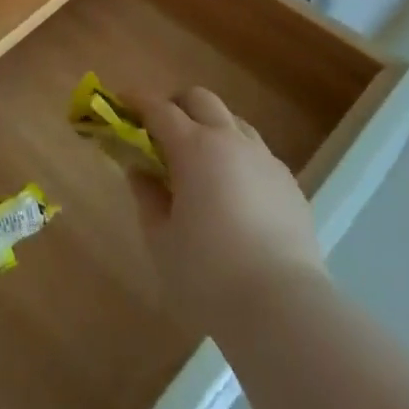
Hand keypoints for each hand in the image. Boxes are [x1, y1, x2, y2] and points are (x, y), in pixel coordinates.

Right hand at [126, 86, 325, 336]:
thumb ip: (147, 196)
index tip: (120, 103)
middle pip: (200, 99)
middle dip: (176, 105)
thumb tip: (140, 170)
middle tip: (160, 131)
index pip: (158, 108)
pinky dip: (237, 157)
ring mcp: (265, 160)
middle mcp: (230, 141)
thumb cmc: (208, 274)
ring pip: (233, 122)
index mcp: (193, 147)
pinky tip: (233, 192)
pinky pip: (257, 153)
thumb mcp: (160, 238)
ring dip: (210, 128)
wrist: (283, 309)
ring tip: (199, 162)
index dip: (136, 102)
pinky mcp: (289, 184)